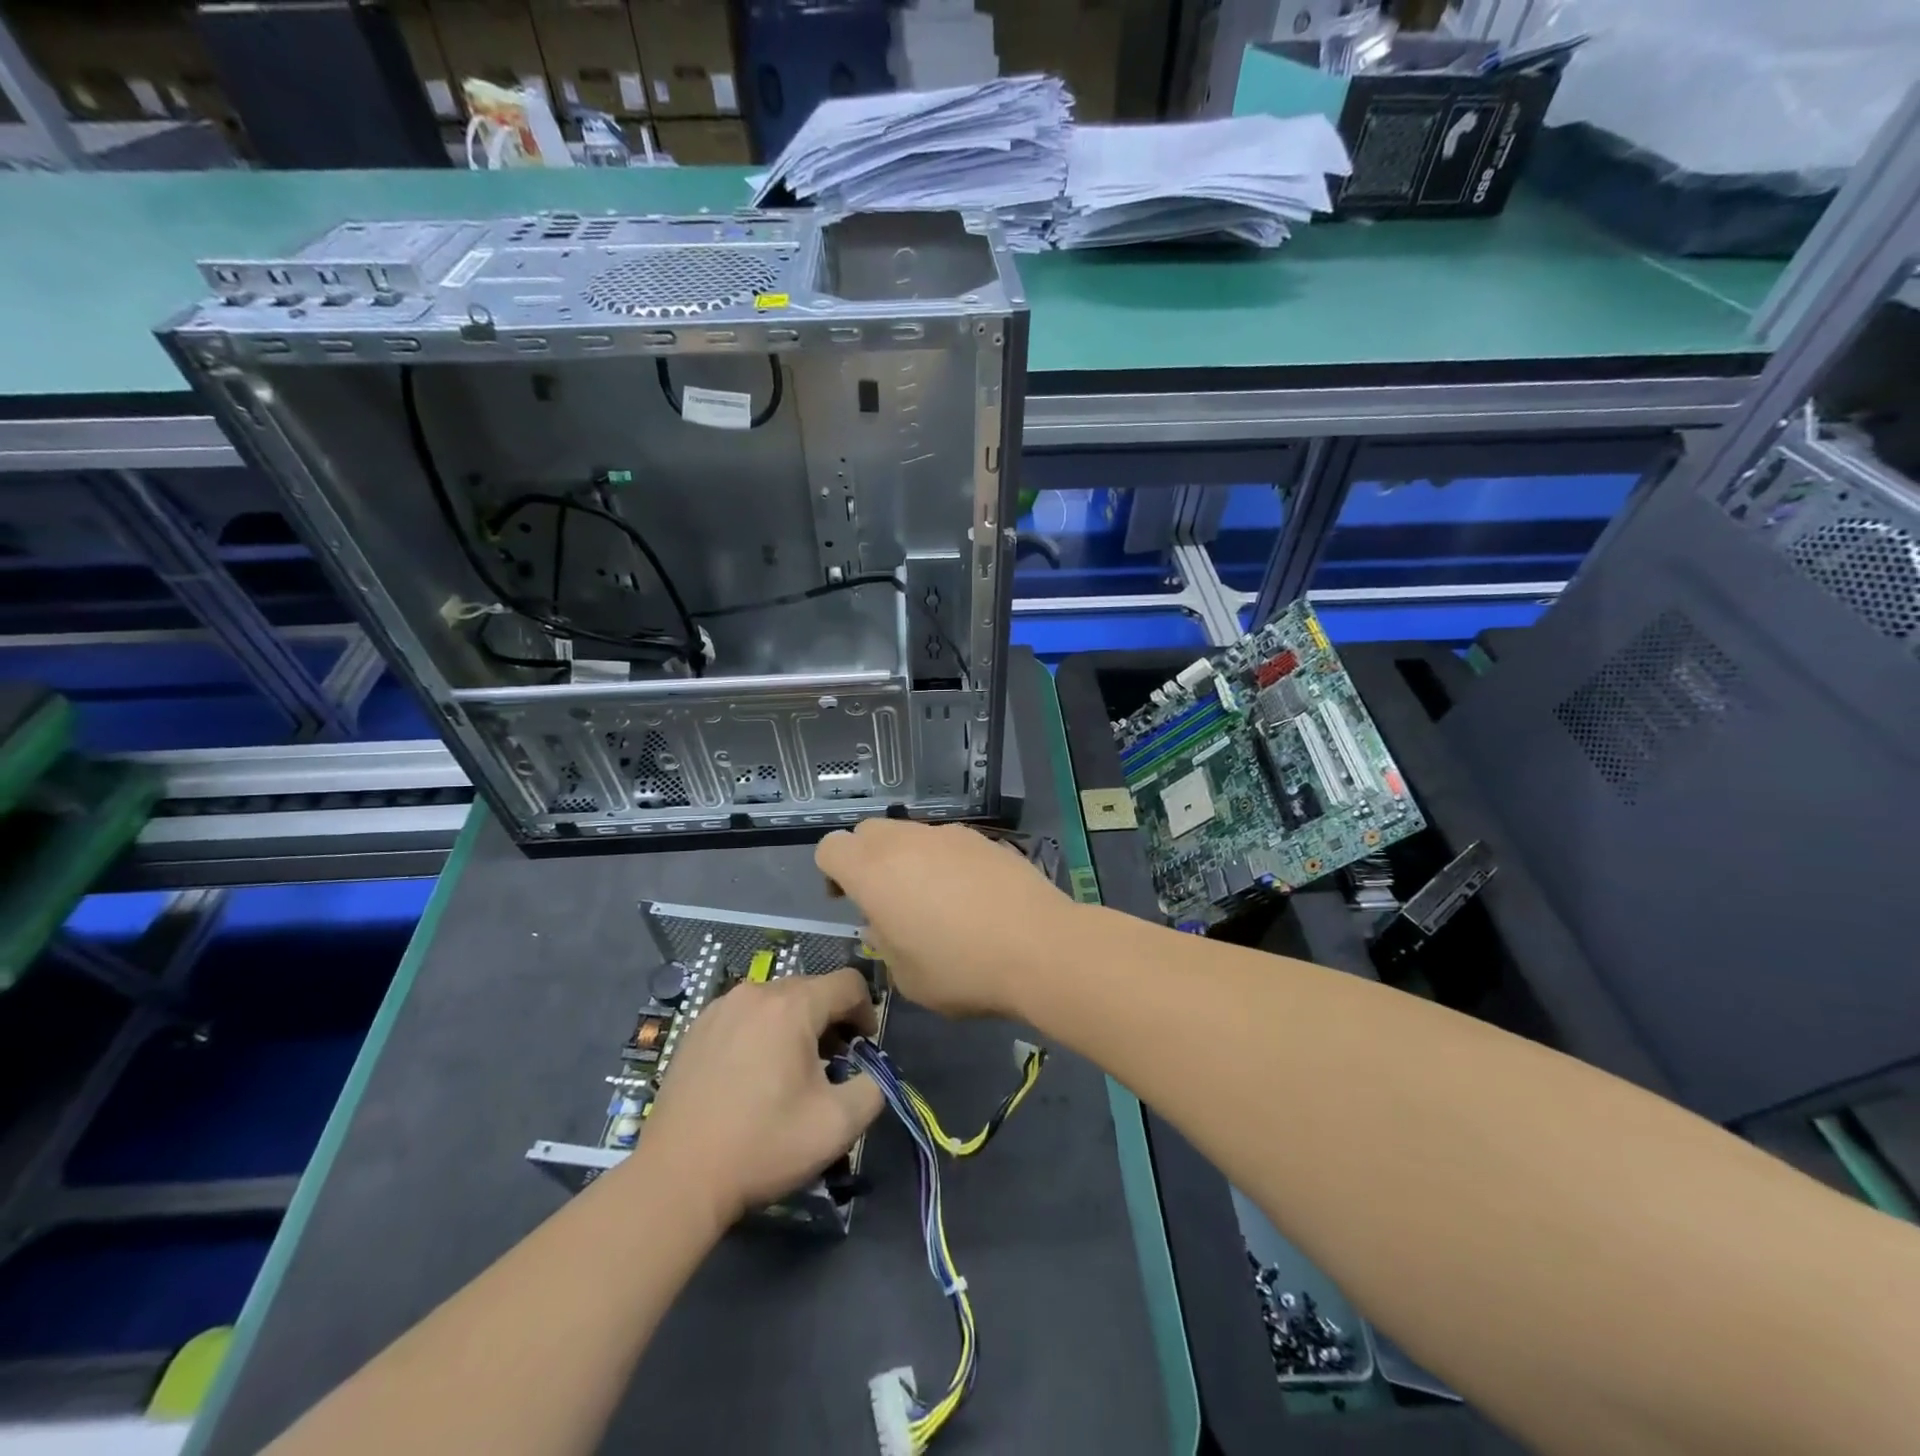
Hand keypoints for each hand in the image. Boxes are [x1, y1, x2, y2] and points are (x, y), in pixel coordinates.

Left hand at [637, 967, 883, 1224]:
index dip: (866, 1010)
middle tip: (832, 1064)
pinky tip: (752, 1074)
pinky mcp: (696, 1028)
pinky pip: (745, 1014)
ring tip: (791, 1070)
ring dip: (795, 1024)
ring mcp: (721, 1007)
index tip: (863, 1048)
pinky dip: (761, 1032)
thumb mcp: (838, 1125)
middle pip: (811, 989)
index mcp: (793, 1005)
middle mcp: (756, 992)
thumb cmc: (763, 1145)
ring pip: (776, 1001)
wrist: (677, 1177)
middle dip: (831, 1020)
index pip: (848, 983)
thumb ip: (874, 1089)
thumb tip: (873, 1074)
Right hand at [815, 820, 1076, 1019]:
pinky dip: (945, 861)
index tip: (847, 900)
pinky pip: (947, 843)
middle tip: (886, 899)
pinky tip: (971, 896)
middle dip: (866, 859)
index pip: (830, 847)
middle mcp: (905, 842)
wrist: (1040, 947)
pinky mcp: (983, 838)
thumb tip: (885, 924)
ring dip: (907, 859)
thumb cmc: (962, 970)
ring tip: (934, 900)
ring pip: (910, 834)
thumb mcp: (906, 976)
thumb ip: (884, 943)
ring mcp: (948, 835)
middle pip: (868, 831)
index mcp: (873, 872)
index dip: (831, 872)